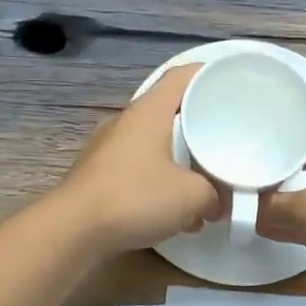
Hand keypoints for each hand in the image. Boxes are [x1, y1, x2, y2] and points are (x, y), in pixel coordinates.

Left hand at [58, 65, 220, 254]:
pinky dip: (161, 182)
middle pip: (170, 110)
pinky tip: (176, 212)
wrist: (73, 231)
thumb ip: (215, 194)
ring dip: (181, 159)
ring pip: (155, 143)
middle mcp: (126, 122)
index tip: (232, 83)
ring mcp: (108, 148)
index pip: (182, 76)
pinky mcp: (99, 176)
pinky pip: (140, 169)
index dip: (209, 74)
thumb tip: (218, 203)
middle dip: (199, 123)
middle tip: (227, 135)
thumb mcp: (193, 196)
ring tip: (206, 180)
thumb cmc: (136, 197)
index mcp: (149, 111)